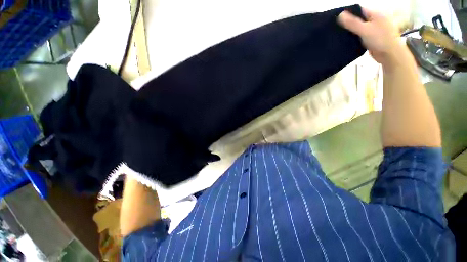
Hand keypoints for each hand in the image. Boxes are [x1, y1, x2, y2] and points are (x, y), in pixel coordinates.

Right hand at [338, 8, 405, 65]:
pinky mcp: (372, 38)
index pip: (359, 10)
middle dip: (349, 23)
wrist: (389, 54)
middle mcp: (375, 19)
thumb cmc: (380, 39)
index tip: (338, 20)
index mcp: (376, 14)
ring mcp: (374, 29)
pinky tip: (348, 41)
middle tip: (338, 29)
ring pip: (360, 28)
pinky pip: (361, 35)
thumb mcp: (364, 29)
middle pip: (359, 19)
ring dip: (352, 31)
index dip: (349, 14)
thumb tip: (340, 15)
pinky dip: (355, 37)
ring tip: (340, 35)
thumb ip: (352, 23)